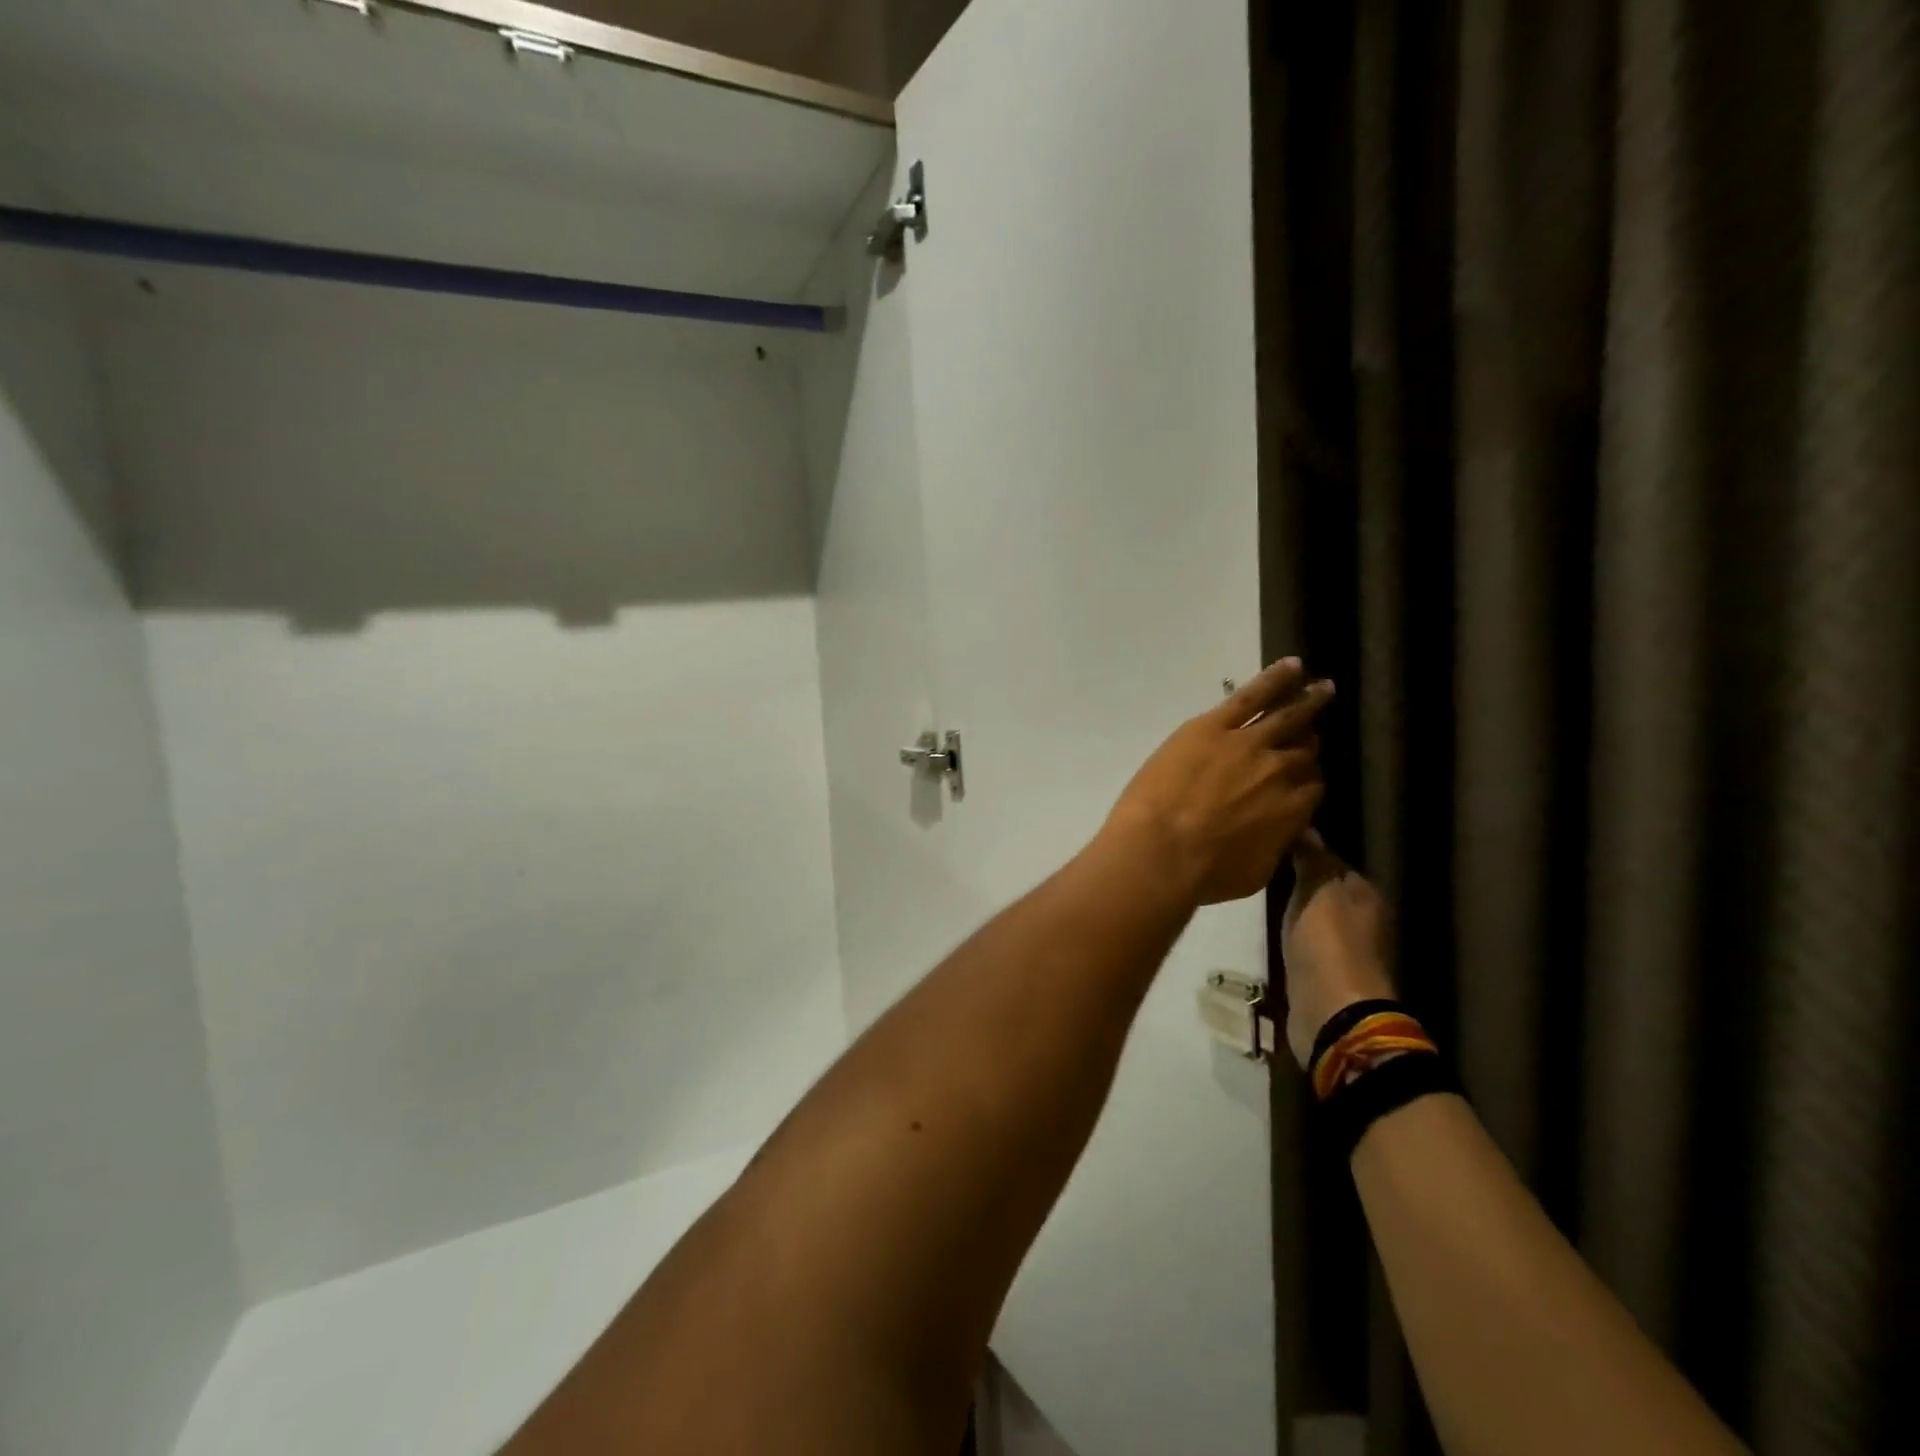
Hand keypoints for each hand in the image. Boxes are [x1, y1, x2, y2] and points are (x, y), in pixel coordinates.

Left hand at [1099, 659, 1332, 906]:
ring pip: (1287, 716)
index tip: (1302, 780)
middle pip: (1302, 751)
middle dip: (1307, 745)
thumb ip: (1274, 846)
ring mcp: (1249, 743)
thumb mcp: (1254, 873)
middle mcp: (1281, 770)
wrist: (1161, 851)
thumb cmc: (1204, 874)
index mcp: (1294, 809)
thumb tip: (1282, 836)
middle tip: (1312, 734)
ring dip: (1307, 700)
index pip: (1311, 788)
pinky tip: (1291, 666)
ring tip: (1323, 687)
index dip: (1306, 783)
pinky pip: (1251, 695)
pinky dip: (1273, 679)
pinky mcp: (1214, 726)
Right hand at [1280, 833, 1396, 1067]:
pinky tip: (1268, 922)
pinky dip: (1289, 930)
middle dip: (1297, 877)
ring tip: (1257, 889)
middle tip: (1258, 863)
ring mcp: (1341, 947)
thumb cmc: (1328, 942)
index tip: (1271, 839)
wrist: (1331, 1011)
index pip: (1331, 859)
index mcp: (1364, 892)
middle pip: (1323, 887)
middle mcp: (1359, 917)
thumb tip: (1305, 826)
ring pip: (1312, 913)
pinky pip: (1303, 938)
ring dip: (1291, 905)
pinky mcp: (1322, 970)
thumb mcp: (1317, 888)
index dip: (1305, 848)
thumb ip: (1311, 857)